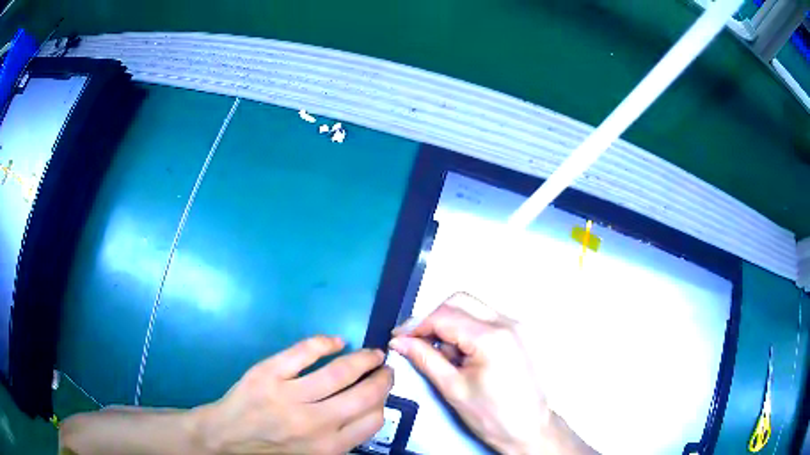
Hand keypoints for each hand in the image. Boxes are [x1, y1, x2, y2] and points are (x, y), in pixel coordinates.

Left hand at [192, 336, 392, 454]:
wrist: (227, 438)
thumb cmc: (272, 449)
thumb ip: (342, 440)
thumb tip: (369, 413)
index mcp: (328, 446)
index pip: (373, 420)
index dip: (383, 401)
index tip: (382, 392)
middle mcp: (315, 423)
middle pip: (364, 394)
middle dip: (382, 378)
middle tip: (385, 368)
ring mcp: (290, 396)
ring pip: (340, 371)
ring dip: (364, 358)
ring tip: (372, 353)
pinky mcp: (269, 373)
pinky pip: (304, 352)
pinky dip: (325, 342)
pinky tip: (336, 341)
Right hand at [390, 293, 596, 454]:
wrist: (529, 429)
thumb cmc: (491, 416)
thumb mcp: (453, 389)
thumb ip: (425, 358)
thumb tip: (399, 342)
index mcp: (491, 337)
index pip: (443, 316)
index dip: (416, 325)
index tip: (398, 338)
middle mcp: (507, 322)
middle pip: (459, 301)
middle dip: (433, 318)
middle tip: (417, 341)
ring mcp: (517, 325)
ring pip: (473, 307)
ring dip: (451, 323)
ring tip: (445, 356)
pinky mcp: (520, 332)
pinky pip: (486, 318)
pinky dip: (467, 329)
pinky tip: (462, 354)